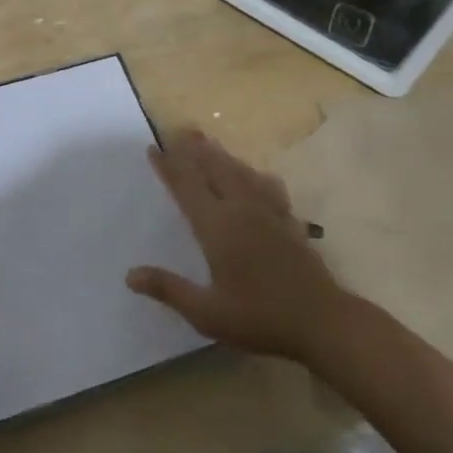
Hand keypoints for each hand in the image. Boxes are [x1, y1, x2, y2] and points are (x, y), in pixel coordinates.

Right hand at [126, 128, 343, 363]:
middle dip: (195, 150)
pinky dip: (255, 175)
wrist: (323, 321)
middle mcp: (241, 210)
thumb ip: (169, 289)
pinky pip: (268, 187)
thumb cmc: (259, 318)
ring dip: (221, 155)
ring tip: (208, 141)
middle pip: (214, 169)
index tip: (153, 148)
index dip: (168, 167)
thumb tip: (129, 275)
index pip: (186, 188)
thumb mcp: (207, 313)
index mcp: (217, 227)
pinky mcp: (288, 221)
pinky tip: (256, 174)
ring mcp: (268, 213)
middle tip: (180, 130)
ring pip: (240, 173)